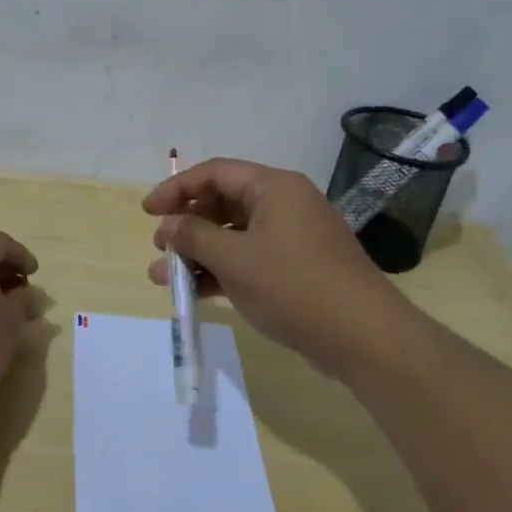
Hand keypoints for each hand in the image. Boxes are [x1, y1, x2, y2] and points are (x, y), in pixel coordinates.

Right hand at [144, 158, 412, 377]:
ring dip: (199, 252)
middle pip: (223, 202)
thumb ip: (194, 237)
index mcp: (274, 187)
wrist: (364, 338)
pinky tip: (195, 292)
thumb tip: (167, 225)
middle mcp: (284, 204)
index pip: (215, 173)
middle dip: (186, 224)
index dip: (176, 188)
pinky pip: (249, 258)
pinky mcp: (295, 268)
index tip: (147, 211)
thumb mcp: (235, 259)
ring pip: (233, 234)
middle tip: (159, 246)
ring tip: (165, 276)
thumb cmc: (294, 286)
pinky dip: (221, 270)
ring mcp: (291, 237)